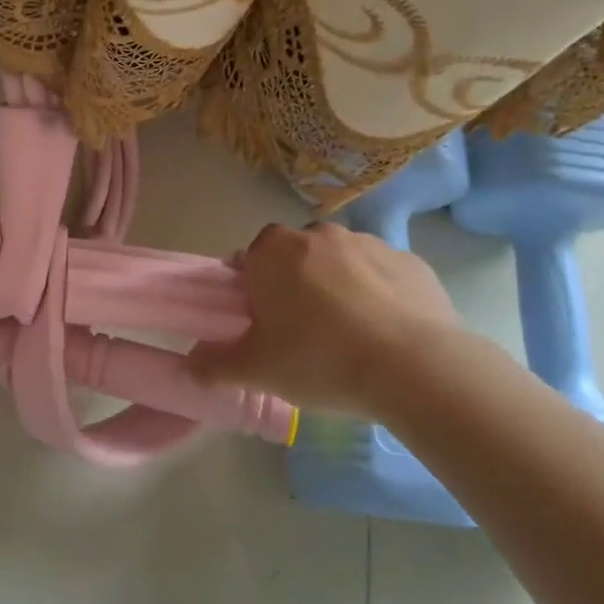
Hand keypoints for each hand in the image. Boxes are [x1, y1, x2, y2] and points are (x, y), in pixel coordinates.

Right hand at [189, 221, 470, 419]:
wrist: (414, 368)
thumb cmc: (319, 358)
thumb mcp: (257, 370)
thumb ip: (216, 365)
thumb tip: (189, 367)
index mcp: (273, 250)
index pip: (249, 259)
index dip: (251, 290)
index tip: (261, 323)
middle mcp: (318, 233)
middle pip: (295, 258)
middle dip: (295, 286)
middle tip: (301, 334)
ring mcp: (369, 243)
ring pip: (341, 264)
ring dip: (339, 289)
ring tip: (349, 339)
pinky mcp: (412, 262)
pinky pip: (384, 276)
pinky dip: (381, 297)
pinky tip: (386, 336)